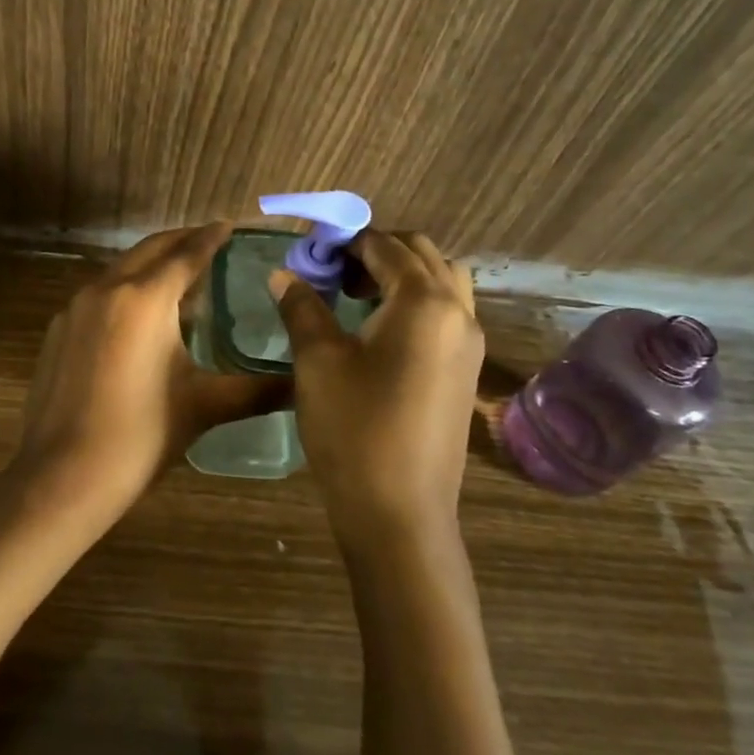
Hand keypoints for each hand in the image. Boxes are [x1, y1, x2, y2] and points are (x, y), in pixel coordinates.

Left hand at [10, 223, 290, 523]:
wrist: (62, 476)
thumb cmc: (141, 436)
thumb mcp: (204, 407)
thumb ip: (255, 389)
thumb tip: (301, 385)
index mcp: (146, 298)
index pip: (186, 254)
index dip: (210, 237)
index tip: (228, 225)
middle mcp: (107, 288)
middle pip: (150, 250)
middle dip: (180, 241)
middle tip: (208, 242)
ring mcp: (75, 307)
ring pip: (120, 270)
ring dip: (151, 265)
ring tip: (179, 278)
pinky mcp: (58, 330)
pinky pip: (99, 294)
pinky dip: (124, 290)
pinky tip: (137, 317)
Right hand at [269, 230, 482, 543]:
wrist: (399, 514)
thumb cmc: (354, 428)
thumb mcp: (318, 360)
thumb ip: (302, 306)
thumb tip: (284, 273)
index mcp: (424, 301)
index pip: (384, 246)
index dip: (344, 240)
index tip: (310, 250)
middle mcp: (458, 312)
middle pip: (421, 255)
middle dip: (376, 251)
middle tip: (332, 272)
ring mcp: (469, 344)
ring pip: (442, 282)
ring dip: (402, 274)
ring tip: (357, 297)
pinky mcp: (466, 371)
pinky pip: (447, 312)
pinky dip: (417, 301)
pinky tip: (379, 330)